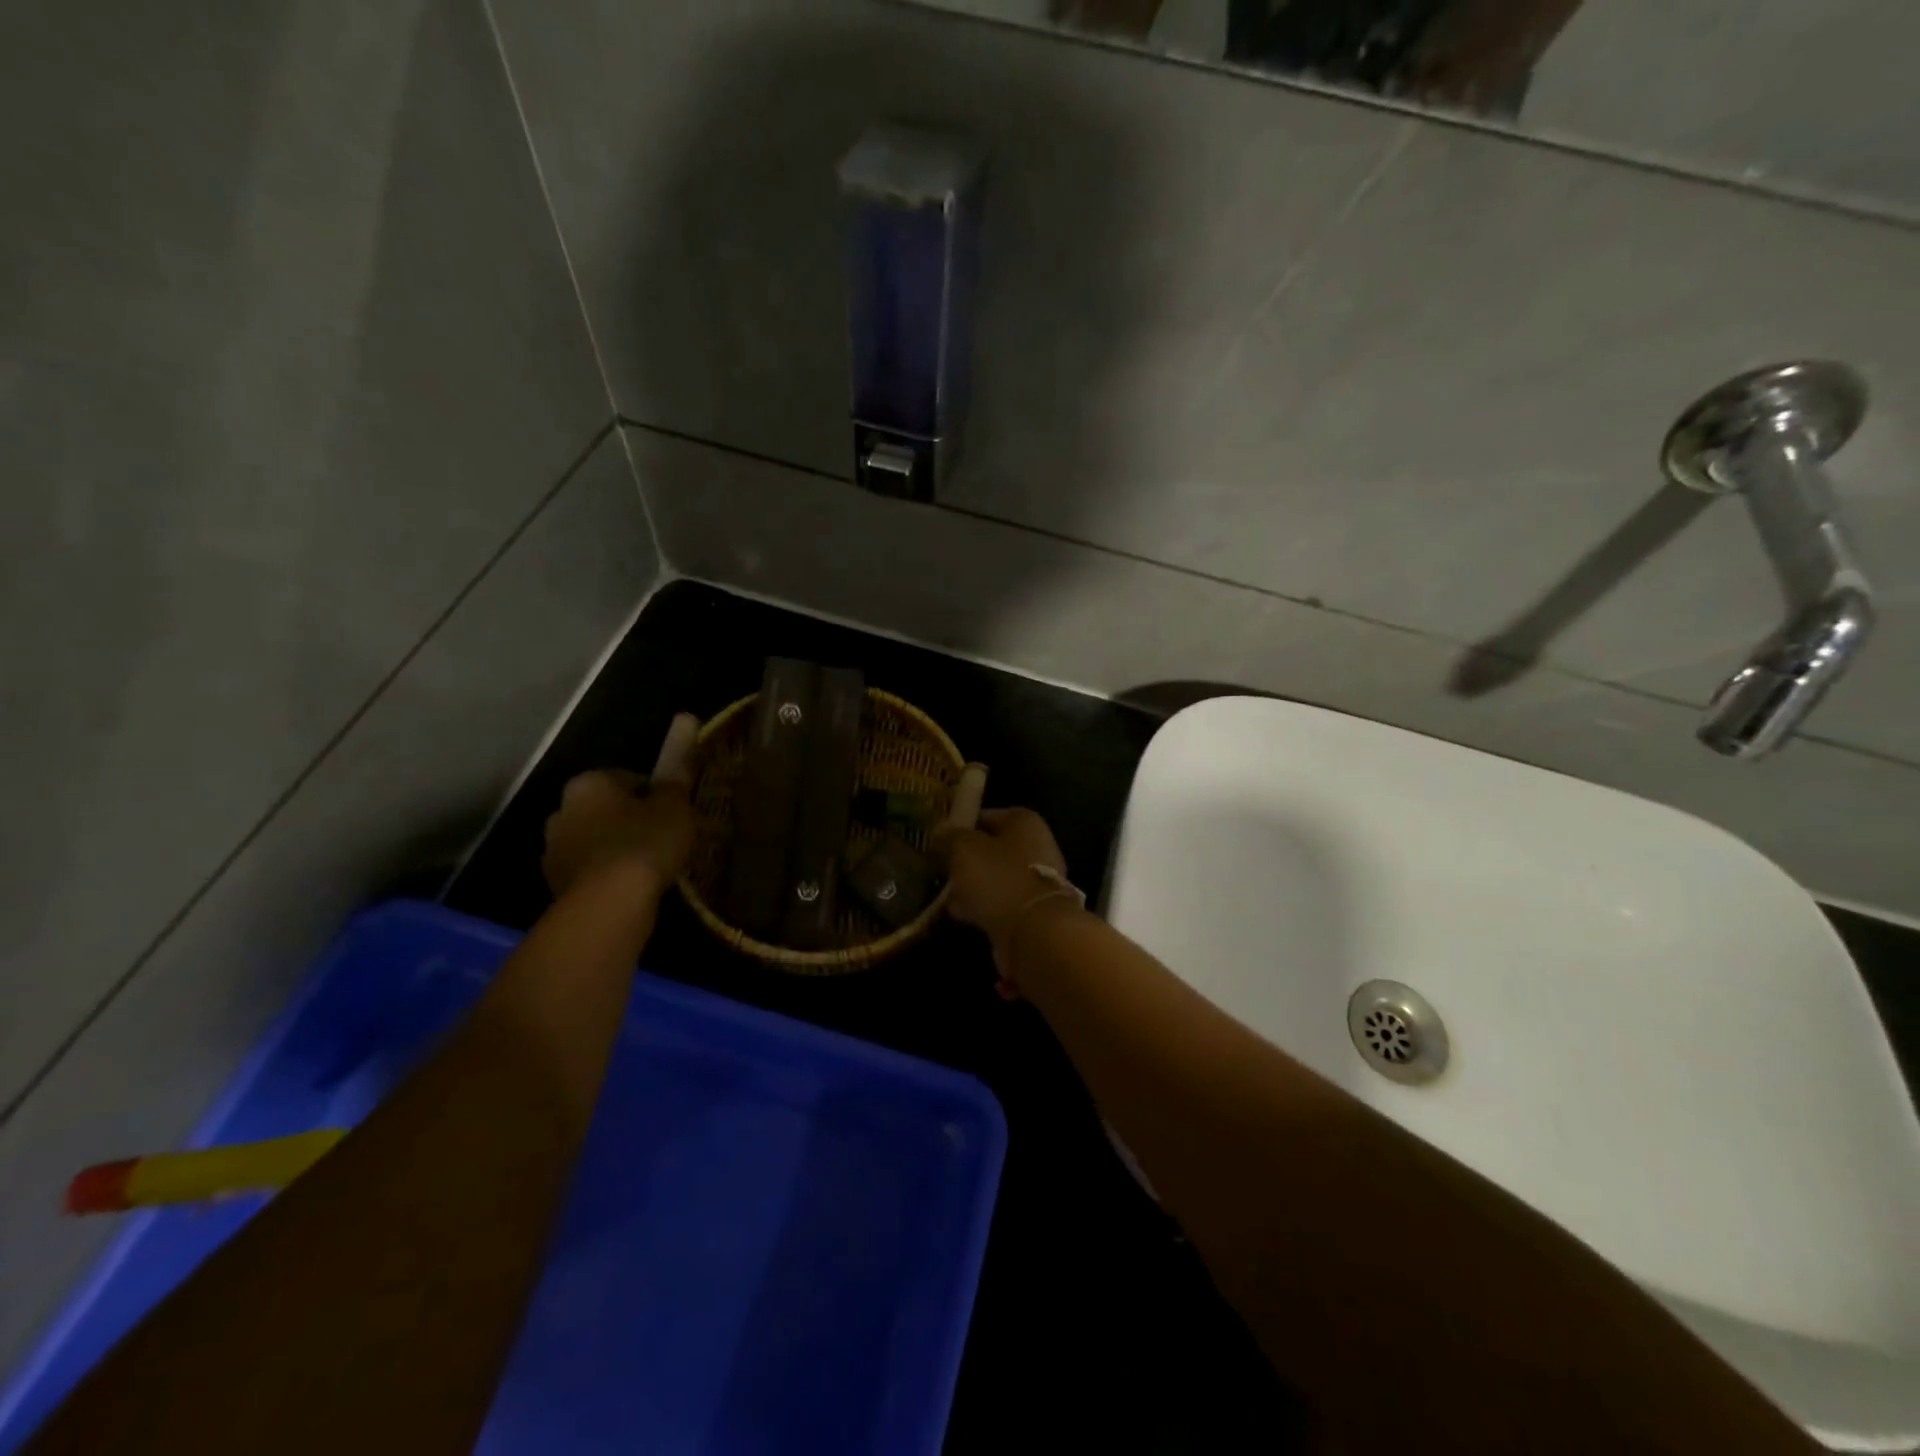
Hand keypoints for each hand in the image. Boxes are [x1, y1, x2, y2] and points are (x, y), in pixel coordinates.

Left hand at [542, 770, 693, 901]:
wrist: (608, 904)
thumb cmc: (643, 844)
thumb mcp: (675, 808)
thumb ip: (675, 785)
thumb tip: (676, 770)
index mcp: (589, 783)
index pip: (629, 779)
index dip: (656, 795)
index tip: (675, 814)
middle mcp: (562, 810)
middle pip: (606, 810)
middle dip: (630, 820)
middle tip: (662, 838)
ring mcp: (554, 850)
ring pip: (595, 841)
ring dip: (615, 848)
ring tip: (649, 866)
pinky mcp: (554, 884)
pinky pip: (589, 871)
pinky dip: (606, 875)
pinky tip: (631, 887)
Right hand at [932, 808, 1075, 983]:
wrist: (1033, 931)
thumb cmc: (998, 878)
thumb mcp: (964, 849)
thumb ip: (949, 836)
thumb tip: (940, 831)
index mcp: (1023, 822)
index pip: (985, 816)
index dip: (960, 826)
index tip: (938, 840)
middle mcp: (1036, 845)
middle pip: (991, 848)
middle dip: (965, 859)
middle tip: (940, 868)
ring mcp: (1036, 879)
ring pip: (994, 877)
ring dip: (972, 885)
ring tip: (945, 894)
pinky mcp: (1032, 910)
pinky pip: (1000, 901)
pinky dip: (982, 906)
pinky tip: (961, 914)